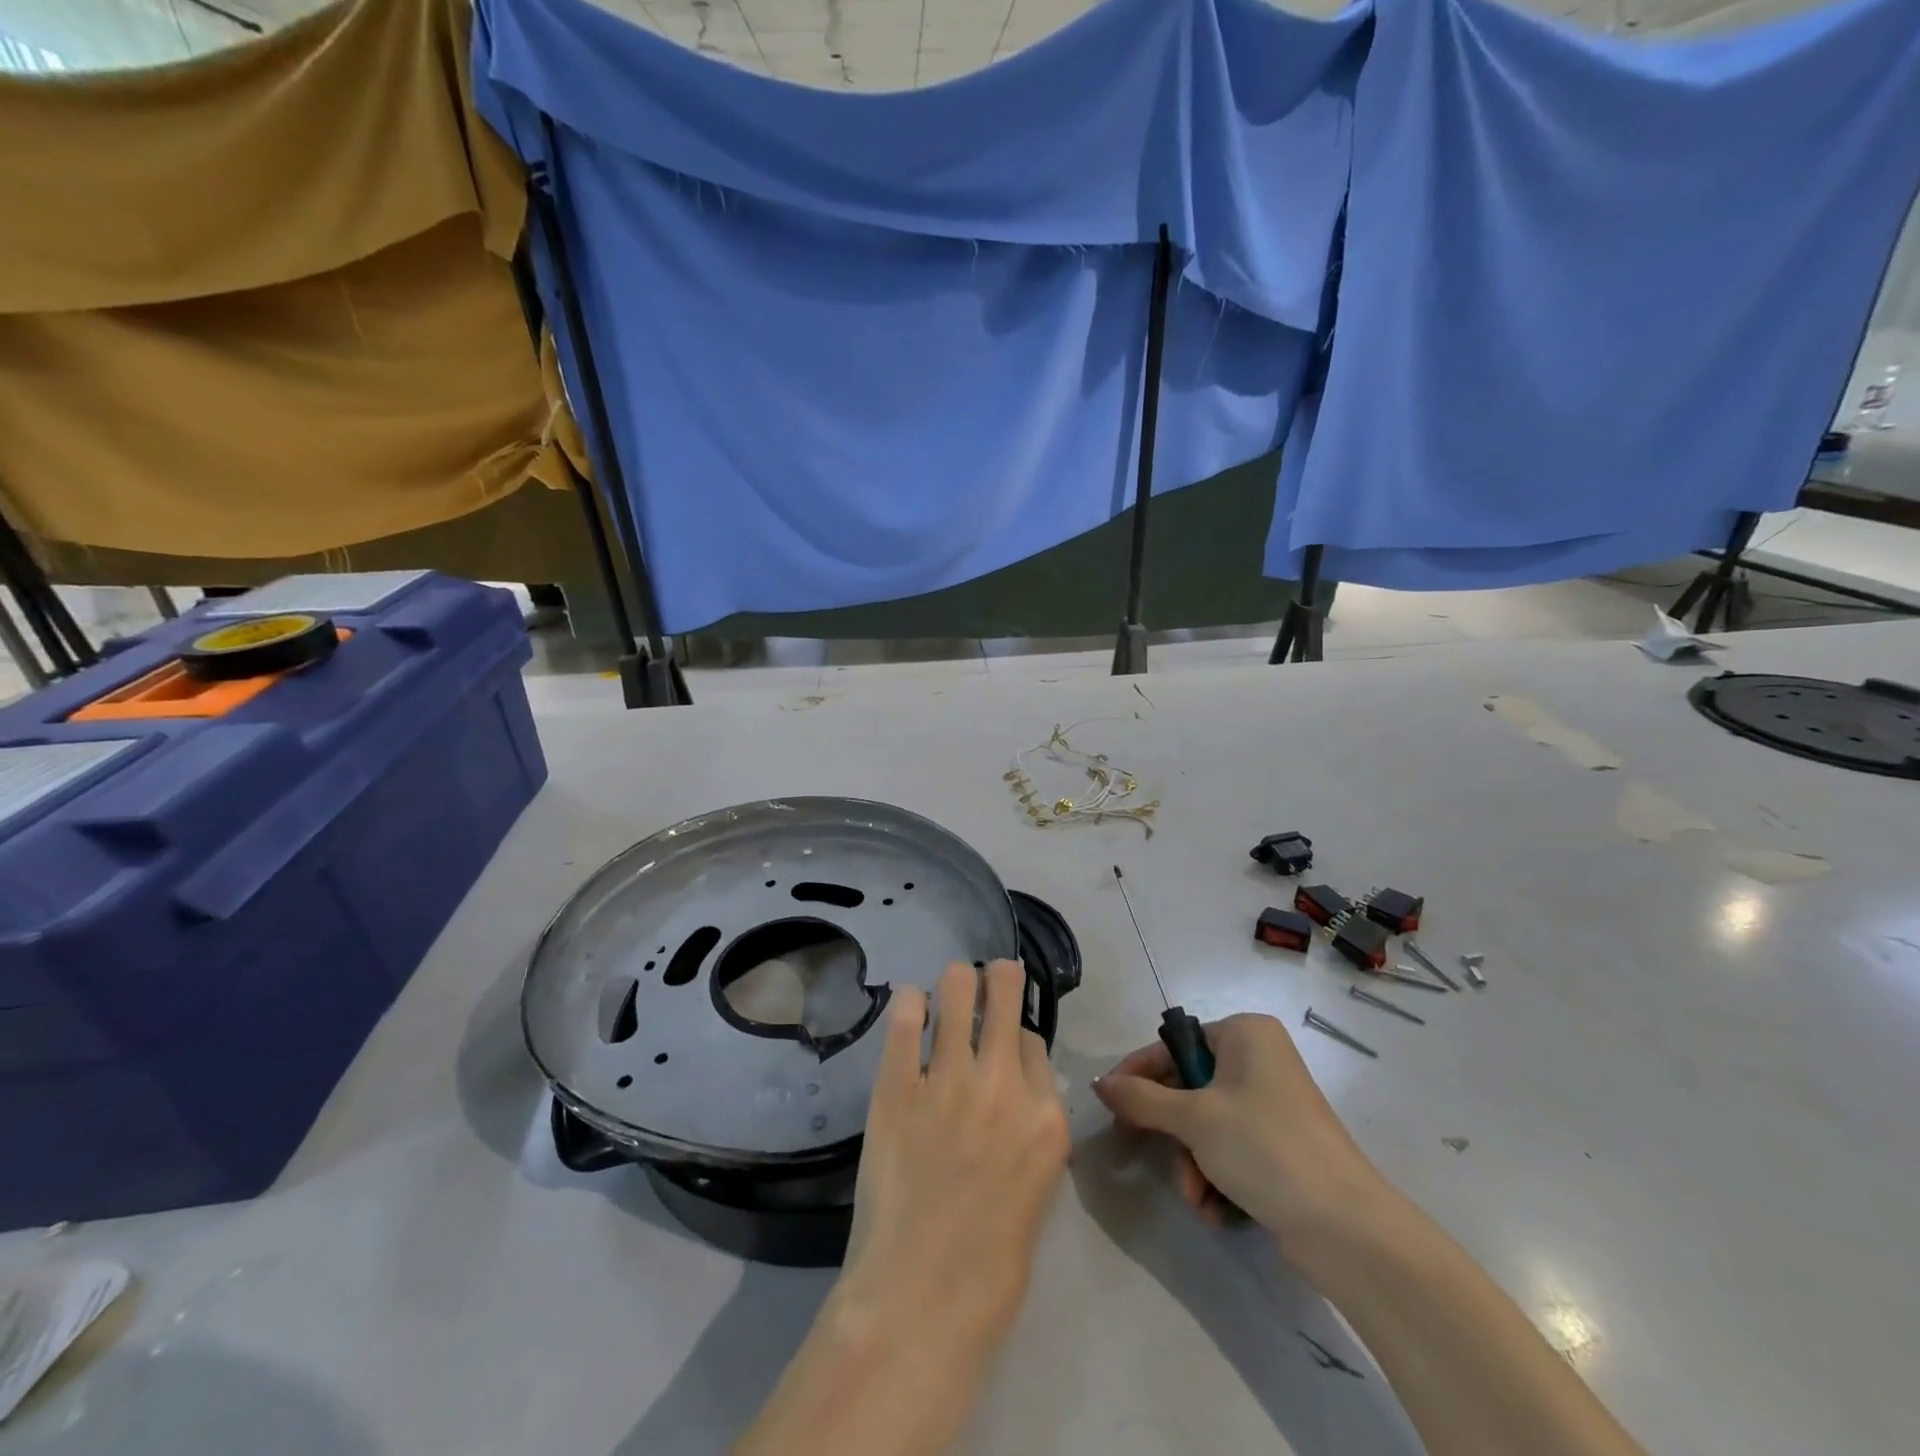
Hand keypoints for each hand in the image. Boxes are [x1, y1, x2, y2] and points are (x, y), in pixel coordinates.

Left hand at [734, 961, 1066, 1455]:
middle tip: (985, 979)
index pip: (1034, 1040)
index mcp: (1046, 1116)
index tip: (1002, 1047)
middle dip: (997, 975)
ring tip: (947, 989)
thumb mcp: (1037, 1185)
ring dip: (954, 981)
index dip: (1016, 1037)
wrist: (921, 1299)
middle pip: (1004, 990)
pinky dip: (908, 1005)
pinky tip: (909, 1007)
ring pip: (956, 988)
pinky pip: (903, 1020)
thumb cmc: (991, 1260)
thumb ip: (1031, 1124)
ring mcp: (947, 1081)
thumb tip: (1016, 1081)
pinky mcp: (896, 1087)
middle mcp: (1002, 1084)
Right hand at [1093, 1012, 1385, 1244]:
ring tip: (1196, 1197)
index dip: (1139, 1072)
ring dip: (1192, 1164)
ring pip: (1207, 1125)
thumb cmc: (1264, 1147)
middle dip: (1172, 1132)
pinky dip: (1217, 1178)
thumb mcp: (1194, 1119)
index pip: (1175, 1044)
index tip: (1109, 1101)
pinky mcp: (1283, 1146)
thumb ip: (1141, 1099)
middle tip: (1142, 1151)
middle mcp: (1260, 1060)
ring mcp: (1274, 1105)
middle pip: (1189, 1087)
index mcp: (1245, 1034)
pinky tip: (1216, 1210)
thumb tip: (1100, 1083)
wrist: (1346, 1228)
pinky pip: (1232, 1150)